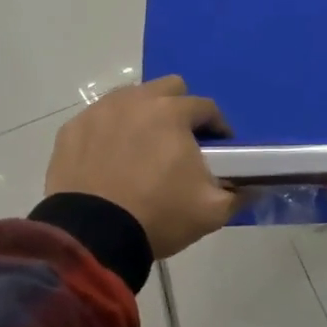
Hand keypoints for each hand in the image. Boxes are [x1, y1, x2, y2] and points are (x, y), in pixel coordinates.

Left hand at [44, 76, 237, 258]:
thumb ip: (239, 194)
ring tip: (143, 151)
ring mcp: (99, 112)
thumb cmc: (158, 216)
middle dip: (180, 109)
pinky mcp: (71, 130)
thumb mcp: (211, 211)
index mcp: (173, 113)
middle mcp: (135, 101)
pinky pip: (98, 121)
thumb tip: (255, 186)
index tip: (220, 150)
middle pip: (168, 89)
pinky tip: (110, 161)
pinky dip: (109, 134)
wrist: (92, 236)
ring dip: (143, 117)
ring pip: (130, 100)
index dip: (218, 128)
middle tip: (180, 143)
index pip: (206, 108)